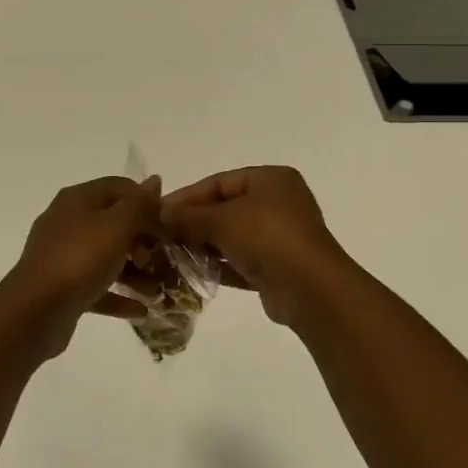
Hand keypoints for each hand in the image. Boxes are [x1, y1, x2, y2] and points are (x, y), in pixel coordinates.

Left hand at [0, 176, 160, 356]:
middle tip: (163, 259)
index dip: (146, 201)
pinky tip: (142, 310)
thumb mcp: (118, 226)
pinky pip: (98, 286)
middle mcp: (68, 222)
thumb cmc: (80, 259)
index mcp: (78, 199)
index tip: (168, 224)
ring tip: (158, 292)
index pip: (119, 187)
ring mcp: (63, 255)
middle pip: (115, 223)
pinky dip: (119, 295)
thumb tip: (155, 181)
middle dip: (143, 241)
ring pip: (108, 257)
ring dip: (135, 272)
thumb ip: (140, 205)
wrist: (35, 311)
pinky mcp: (63, 287)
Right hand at [160, 166, 354, 324]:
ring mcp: (280, 236)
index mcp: (271, 179)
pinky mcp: (277, 267)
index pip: (220, 182)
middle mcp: (278, 203)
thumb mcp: (222, 220)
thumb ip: (188, 216)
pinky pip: (241, 260)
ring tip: (171, 255)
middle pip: (225, 208)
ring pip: (232, 236)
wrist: (310, 288)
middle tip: (161, 236)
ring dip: (203, 245)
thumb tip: (158, 214)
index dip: (187, 196)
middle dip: (193, 222)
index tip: (158, 212)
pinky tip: (192, 272)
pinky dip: (219, 264)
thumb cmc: (267, 237)